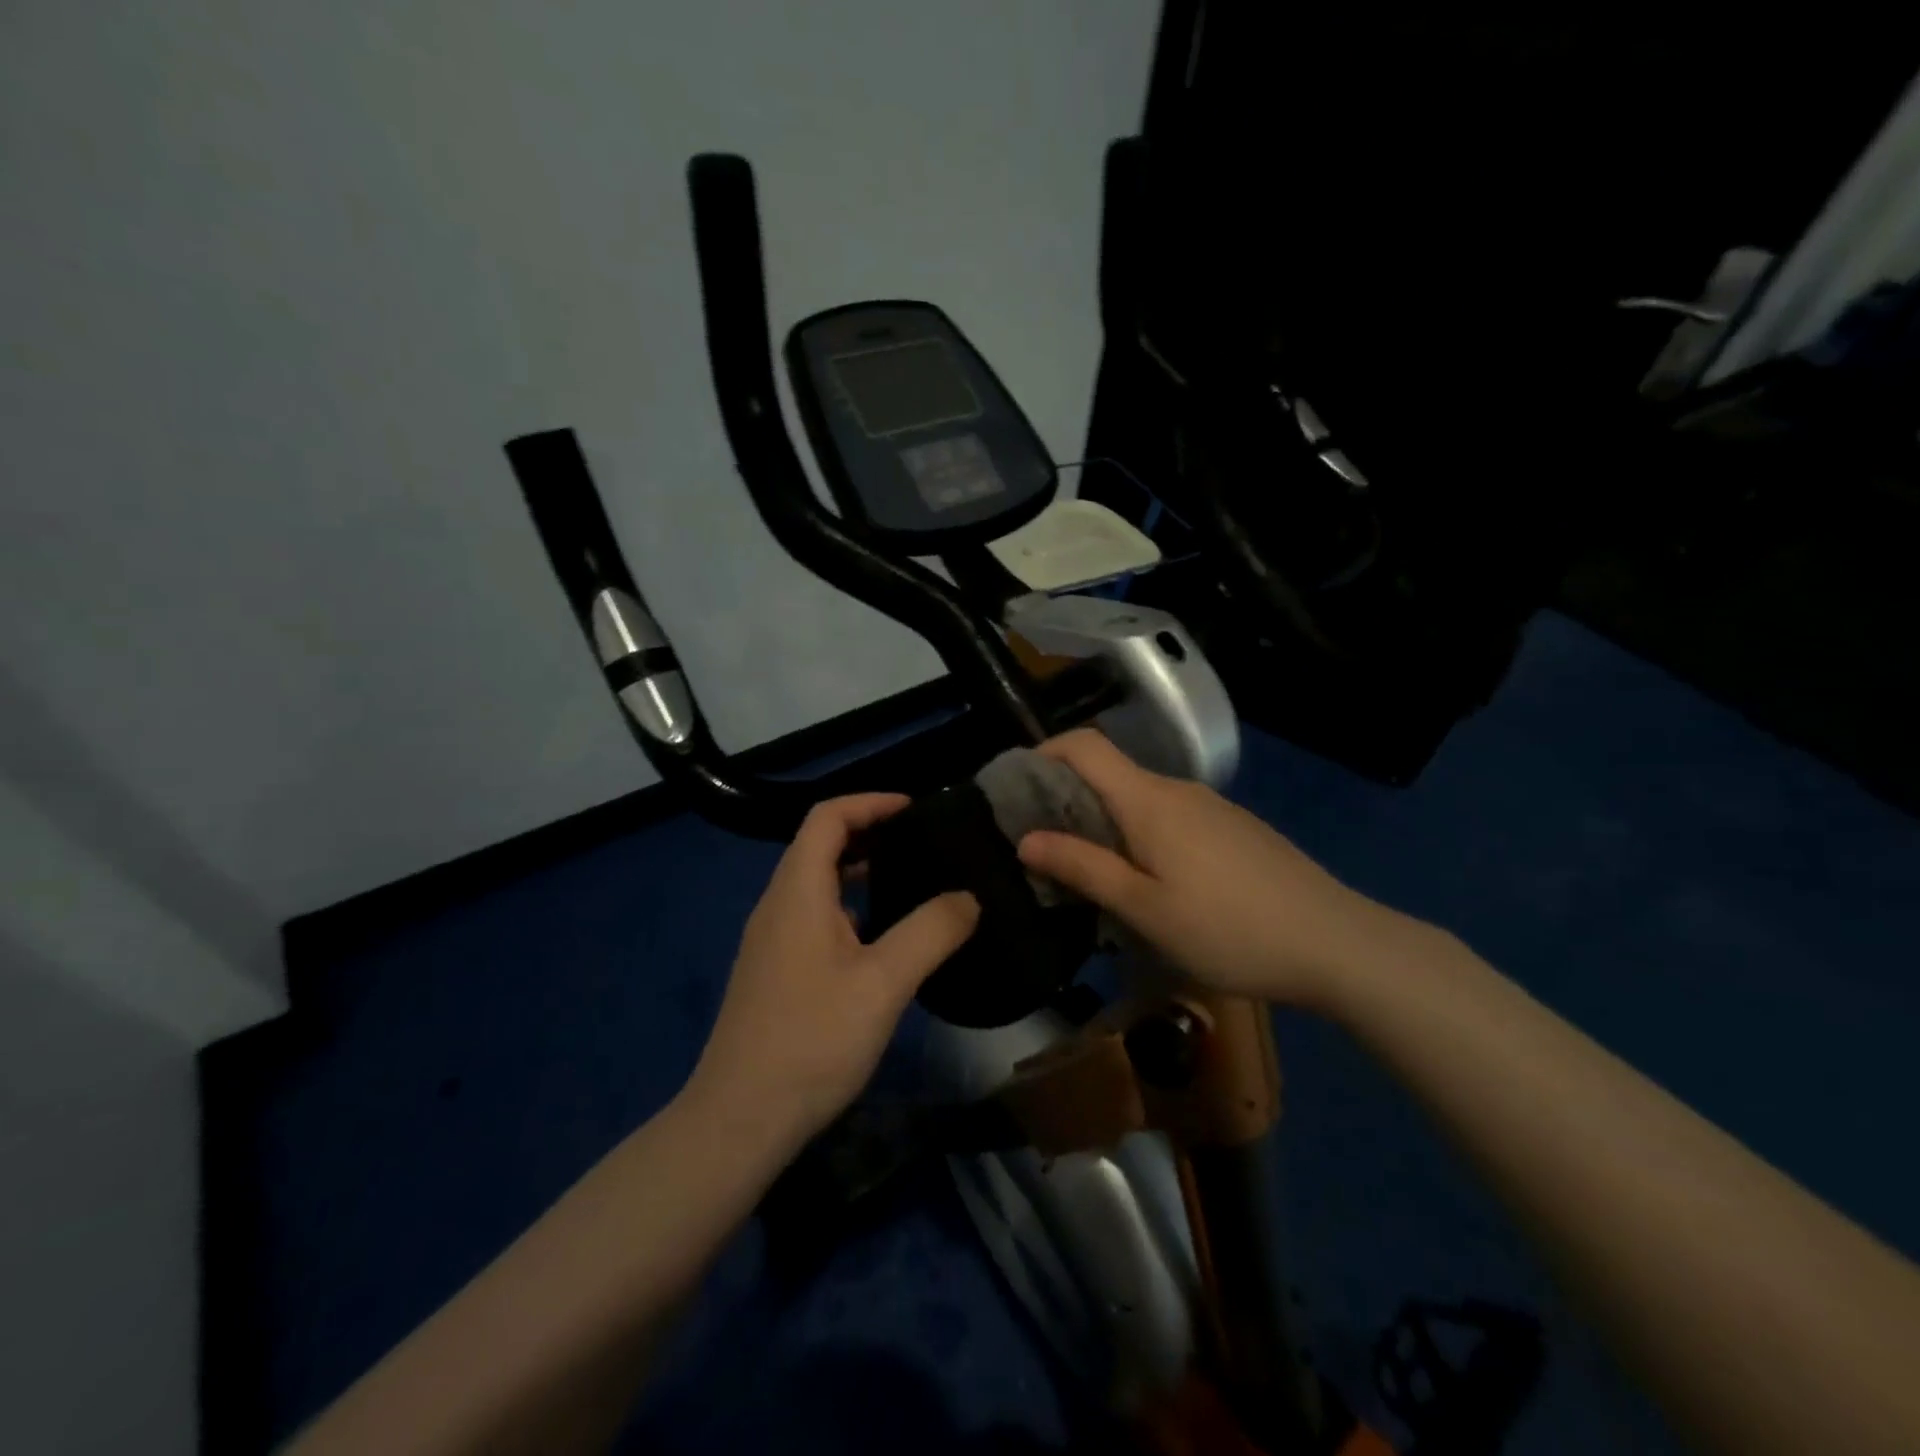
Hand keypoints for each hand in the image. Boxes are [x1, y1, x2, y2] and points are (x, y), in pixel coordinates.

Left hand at [686, 794, 979, 1148]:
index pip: (827, 817)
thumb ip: (931, 932)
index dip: (870, 802)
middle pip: (820, 844)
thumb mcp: (884, 983)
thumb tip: (969, 897)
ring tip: (911, 881)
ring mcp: (771, 939)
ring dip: (860, 869)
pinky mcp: (774, 970)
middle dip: (870, 832)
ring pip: (817, 882)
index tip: (915, 810)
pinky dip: (850, 905)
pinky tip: (882, 938)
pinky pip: (814, 915)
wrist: (740, 1119)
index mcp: (798, 891)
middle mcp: (778, 904)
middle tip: (922, 843)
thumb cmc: (812, 1040)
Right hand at [1015, 730, 1388, 1008]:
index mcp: (1149, 799)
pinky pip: (1170, 819)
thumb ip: (1083, 867)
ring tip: (1089, 875)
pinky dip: (1140, 836)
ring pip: (1139, 800)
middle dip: (1067, 801)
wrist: (1336, 944)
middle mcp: (1178, 790)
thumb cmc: (1228, 928)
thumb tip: (1025, 837)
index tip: (1015, 790)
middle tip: (1042, 850)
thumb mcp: (1144, 908)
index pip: (1085, 745)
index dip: (1044, 753)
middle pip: (1109, 774)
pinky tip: (1148, 884)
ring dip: (1104, 825)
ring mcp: (1211, 808)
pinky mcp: (1233, 830)